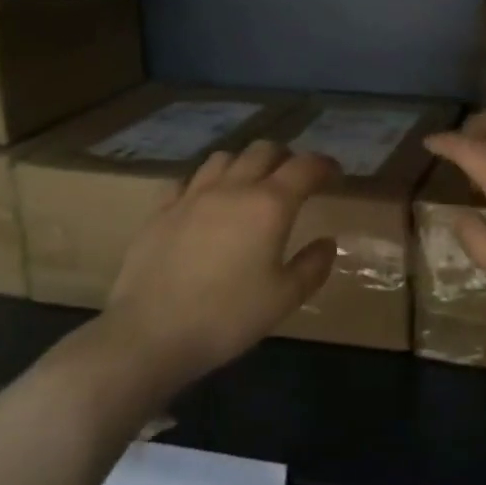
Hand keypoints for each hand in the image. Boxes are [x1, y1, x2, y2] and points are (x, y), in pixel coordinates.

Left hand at [90, 141, 340, 396]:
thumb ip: (312, 266)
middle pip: (264, 150)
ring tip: (249, 186)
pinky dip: (204, 184)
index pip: (305, 166)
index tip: (334, 176)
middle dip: (286, 158)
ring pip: (224, 158)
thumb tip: (327, 242)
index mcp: (270, 204)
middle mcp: (233, 188)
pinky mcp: (160, 210)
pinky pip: (186, 180)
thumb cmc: (227, 317)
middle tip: (294, 180)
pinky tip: (204, 204)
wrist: (150, 334)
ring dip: (244, 164)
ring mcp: (192, 195)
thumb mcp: (284, 299)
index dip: (324, 165)